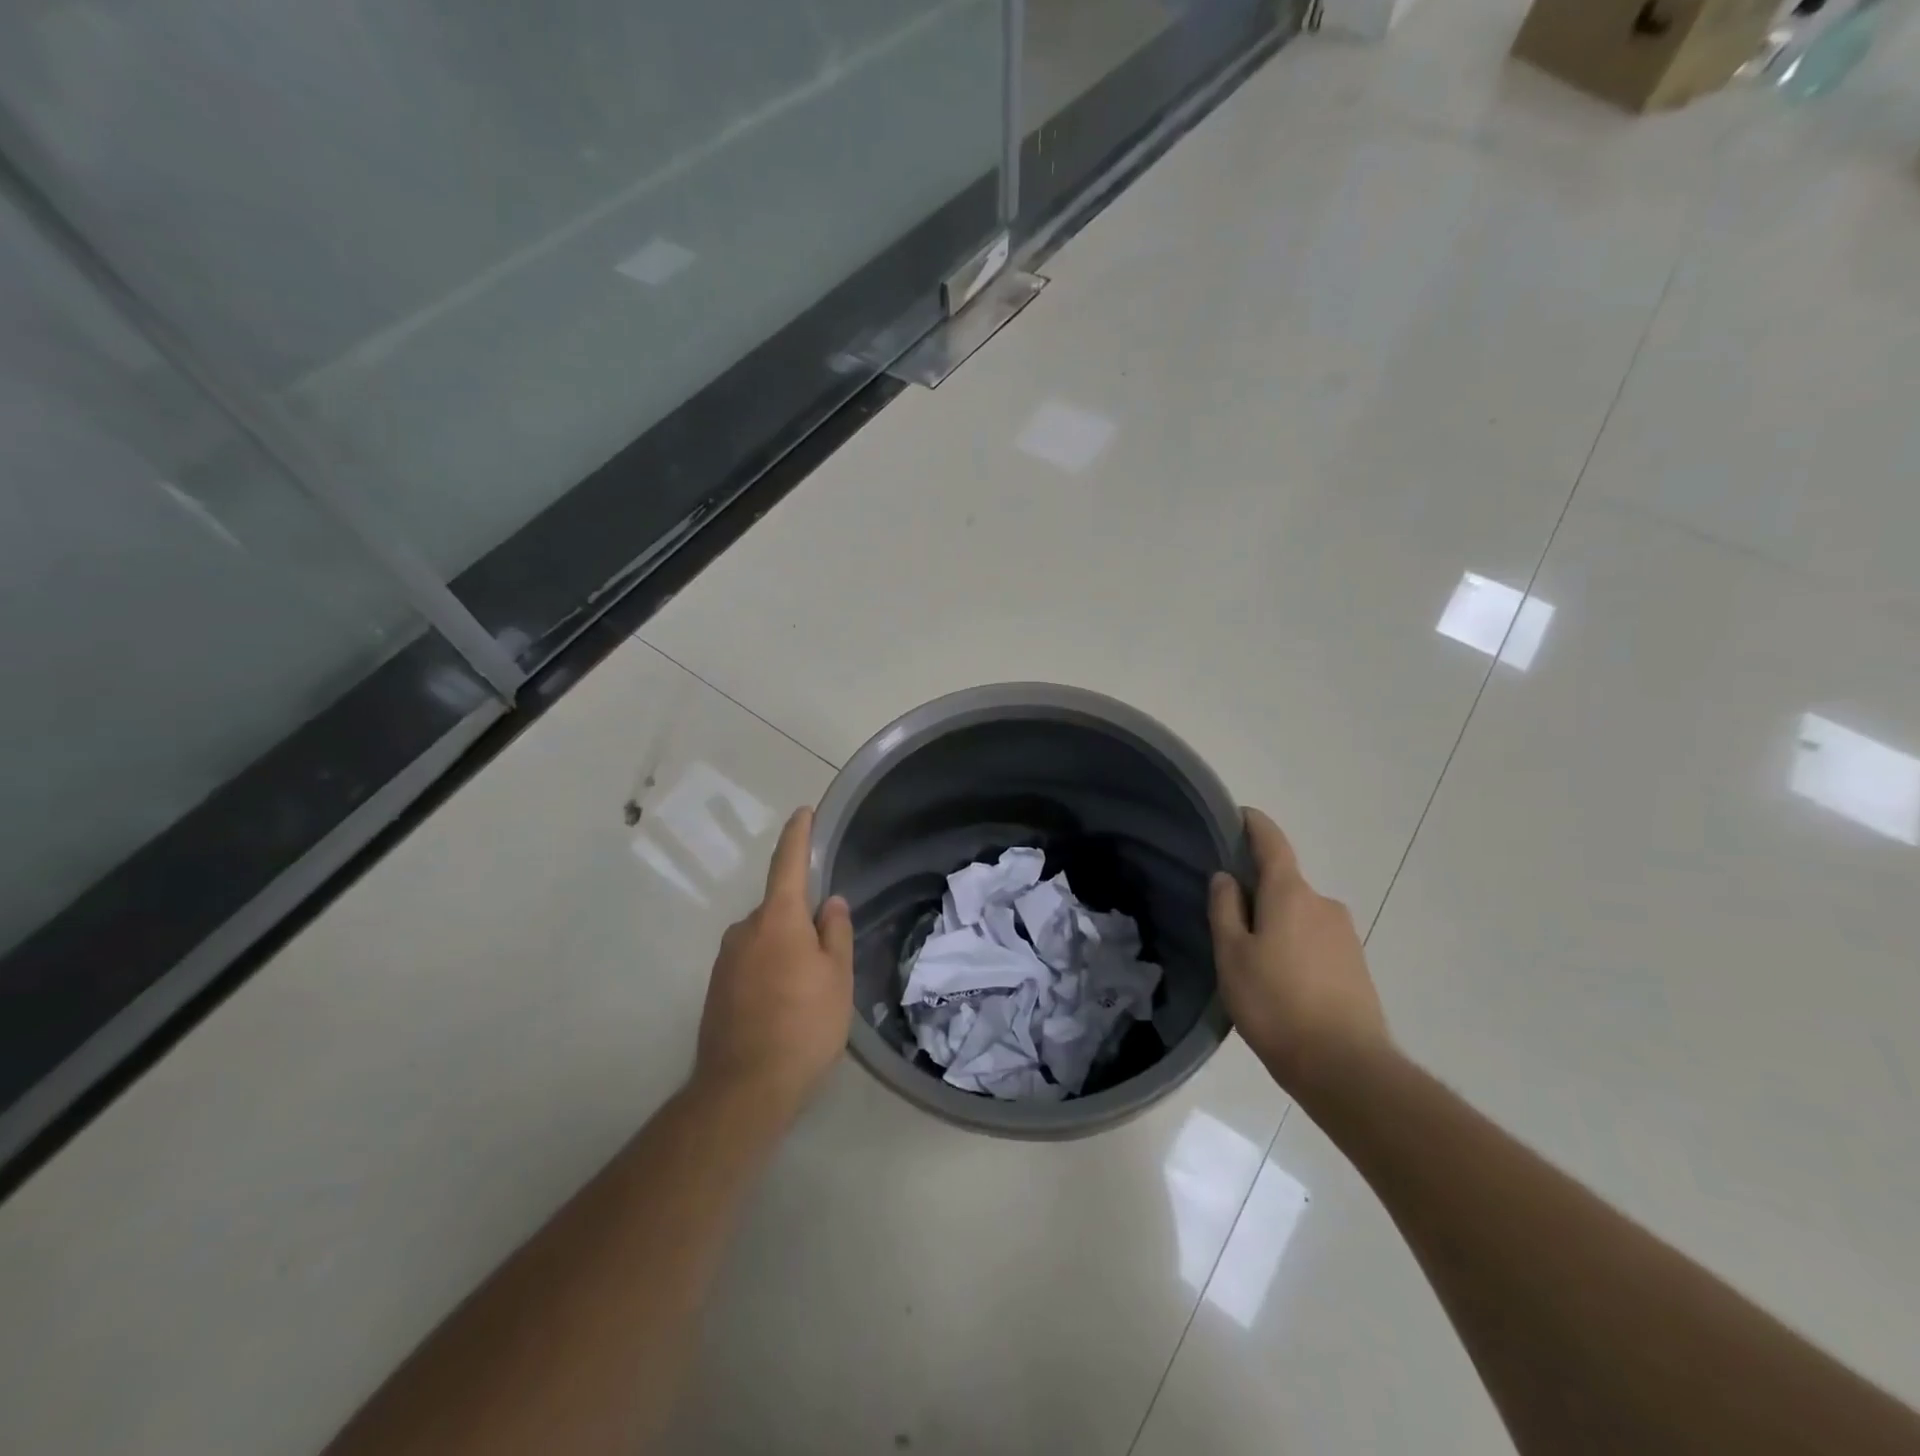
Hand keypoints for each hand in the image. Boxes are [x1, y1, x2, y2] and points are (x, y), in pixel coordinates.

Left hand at [694, 807, 853, 1123]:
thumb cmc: (803, 1026)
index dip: (798, 836)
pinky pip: (751, 963)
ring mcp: (726, 960)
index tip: (804, 812)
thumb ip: (835, 932)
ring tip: (808, 991)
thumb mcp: (836, 978)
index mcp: (777, 919)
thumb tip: (830, 903)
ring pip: (765, 939)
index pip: (787, 864)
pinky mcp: (716, 988)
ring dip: (786, 949)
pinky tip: (784, 1006)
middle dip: (801, 920)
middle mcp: (744, 930)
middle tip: (828, 956)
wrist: (743, 1090)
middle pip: (779, 909)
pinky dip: (770, 970)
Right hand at [1209, 808, 1390, 1097]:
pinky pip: (1316, 941)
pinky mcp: (1356, 966)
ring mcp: (1345, 936)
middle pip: (1284, 884)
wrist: (1345, 1067)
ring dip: (1277, 925)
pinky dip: (1296, 948)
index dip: (1254, 825)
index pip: (1272, 843)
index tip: (1239, 814)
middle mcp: (1323, 904)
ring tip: (1254, 962)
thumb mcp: (1232, 955)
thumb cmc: (1275, 1003)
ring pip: (1300, 916)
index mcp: (1290, 894)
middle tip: (1229, 920)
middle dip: (1258, 892)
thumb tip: (1227, 877)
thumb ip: (1225, 910)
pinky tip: (1282, 983)